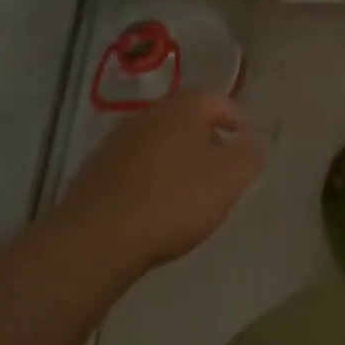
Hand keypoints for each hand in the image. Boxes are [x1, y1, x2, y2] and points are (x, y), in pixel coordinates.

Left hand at [55, 93, 264, 282]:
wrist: (93, 242)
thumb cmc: (172, 201)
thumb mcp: (229, 178)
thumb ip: (249, 154)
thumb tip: (251, 143)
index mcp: (185, 105)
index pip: (221, 101)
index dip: (237, 122)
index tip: (244, 149)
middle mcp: (151, 113)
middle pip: (188, 121)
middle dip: (205, 142)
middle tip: (218, 172)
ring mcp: (117, 141)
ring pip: (159, 144)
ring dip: (175, 162)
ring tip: (185, 196)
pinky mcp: (94, 172)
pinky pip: (133, 169)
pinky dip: (147, 181)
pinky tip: (150, 211)